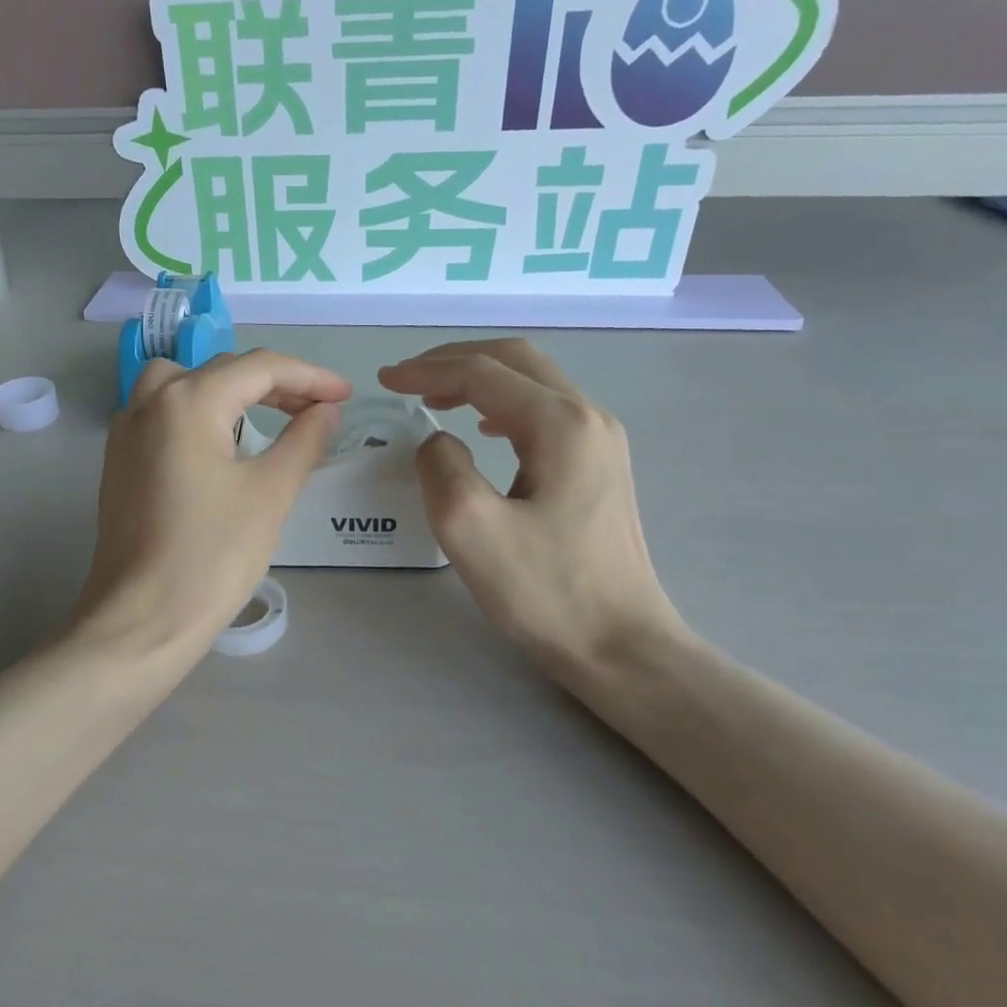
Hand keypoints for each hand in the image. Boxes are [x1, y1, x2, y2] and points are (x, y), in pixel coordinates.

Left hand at [73, 350, 350, 664]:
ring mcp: (126, 431)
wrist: (142, 620)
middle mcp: (150, 402)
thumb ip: (304, 440)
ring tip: (266, 418)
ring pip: (184, 385)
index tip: (345, 395)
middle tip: (316, 410)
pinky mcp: (118, 462)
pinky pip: (163, 414)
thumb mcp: (271, 493)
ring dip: (229, 392)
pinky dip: (198, 413)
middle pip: (222, 371)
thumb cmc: (212, 555)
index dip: (309, 377)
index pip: (260, 368)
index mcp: (188, 400)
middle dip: (274, 384)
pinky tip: (220, 445)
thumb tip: (326, 410)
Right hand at [379, 339, 681, 670]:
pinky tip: (486, 429)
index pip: (482, 373)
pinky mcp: (601, 465)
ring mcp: (602, 441)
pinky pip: (546, 411)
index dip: (427, 372)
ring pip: (533, 382)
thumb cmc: (546, 591)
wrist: (621, 645)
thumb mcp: (471, 529)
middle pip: (515, 361)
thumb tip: (439, 441)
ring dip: (480, 379)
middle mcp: (588, 417)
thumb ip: (441, 467)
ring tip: (435, 397)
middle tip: (407, 379)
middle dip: (455, 361)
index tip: (384, 381)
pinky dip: (504, 404)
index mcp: (560, 424)